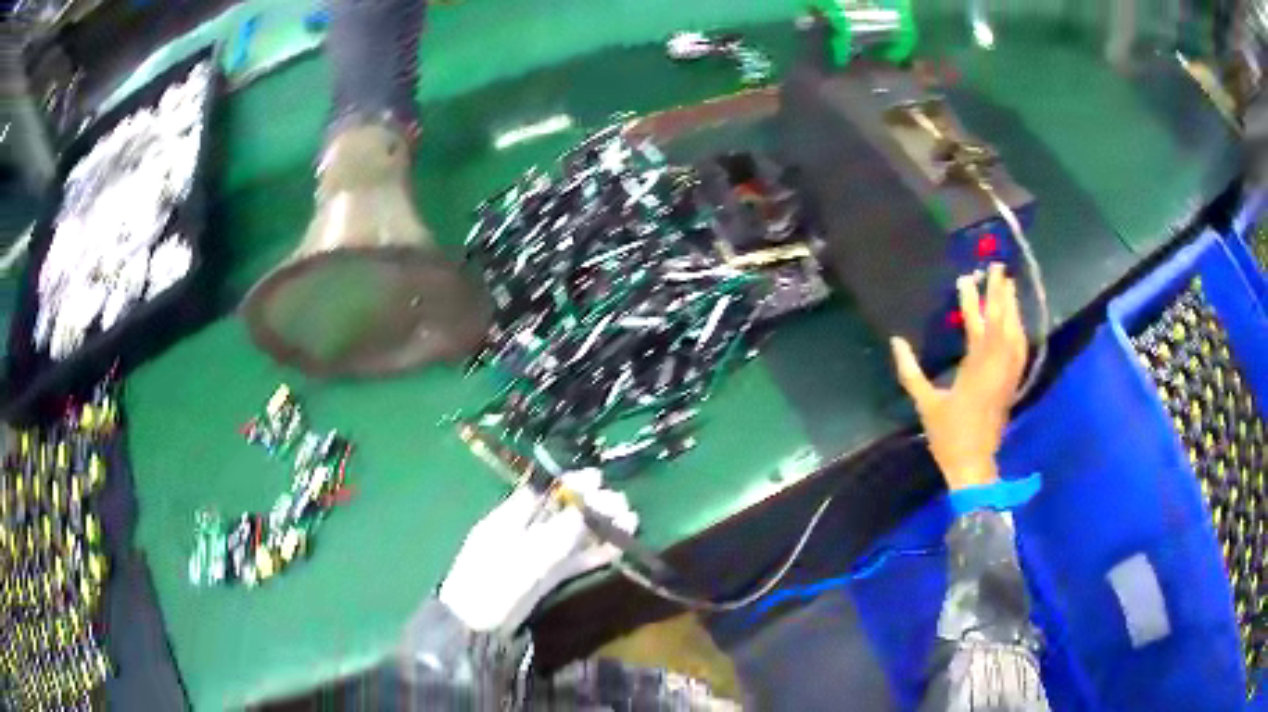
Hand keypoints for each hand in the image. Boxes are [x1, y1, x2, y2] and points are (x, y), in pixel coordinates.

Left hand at [438, 469, 636, 634]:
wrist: (478, 630)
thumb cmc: (491, 588)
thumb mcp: (521, 561)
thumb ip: (554, 538)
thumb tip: (584, 511)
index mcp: (507, 519)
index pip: (541, 492)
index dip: (569, 484)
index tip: (596, 480)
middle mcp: (524, 533)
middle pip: (562, 512)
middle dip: (592, 506)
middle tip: (620, 504)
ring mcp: (538, 556)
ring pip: (574, 536)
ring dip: (601, 528)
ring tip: (631, 520)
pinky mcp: (549, 578)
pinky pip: (576, 560)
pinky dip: (597, 553)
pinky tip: (620, 547)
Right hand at [890, 263, 1027, 490]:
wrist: (974, 464)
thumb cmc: (949, 435)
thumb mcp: (926, 404)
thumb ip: (910, 372)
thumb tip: (896, 342)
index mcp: (975, 368)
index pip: (976, 325)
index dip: (972, 300)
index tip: (966, 277)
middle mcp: (997, 366)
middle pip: (1002, 322)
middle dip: (1000, 293)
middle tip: (999, 267)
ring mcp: (1008, 375)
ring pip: (1015, 333)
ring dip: (1013, 308)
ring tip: (1009, 286)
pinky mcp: (1013, 384)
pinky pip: (1020, 350)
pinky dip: (1019, 330)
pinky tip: (1017, 321)